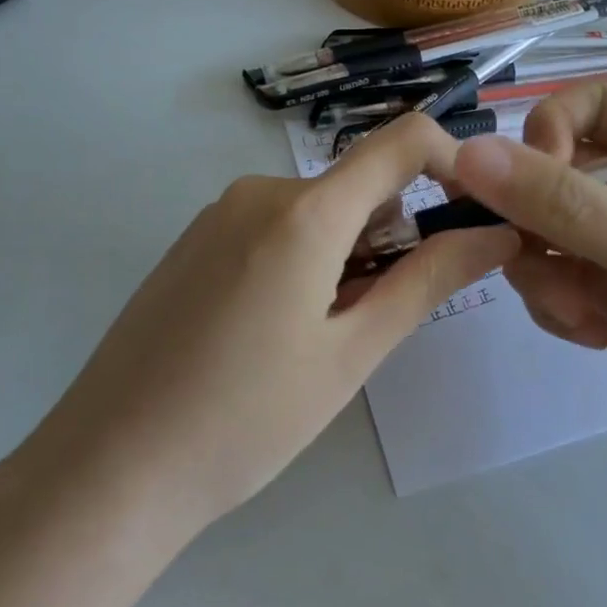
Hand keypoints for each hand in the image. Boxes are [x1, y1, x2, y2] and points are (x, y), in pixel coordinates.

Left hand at [11, 113, 518, 538]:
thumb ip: (427, 282)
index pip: (402, 141)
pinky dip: (302, 262)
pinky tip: (271, 334)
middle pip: (358, 188)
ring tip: (317, 341)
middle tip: (373, 324)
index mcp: (304, 210)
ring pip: (317, 213)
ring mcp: (218, 214)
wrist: (110, 466)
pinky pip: (274, 229)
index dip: (454, 165)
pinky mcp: (193, 242)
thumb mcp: (351, 353)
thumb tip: (496, 234)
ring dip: (346, 258)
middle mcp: (259, 191)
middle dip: (390, 240)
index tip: (473, 220)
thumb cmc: (245, 419)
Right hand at [448, 83, 606, 492]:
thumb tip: (469, 152)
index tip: (520, 184)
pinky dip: (558, 308)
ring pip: (539, 234)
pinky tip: (595, 337)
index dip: (546, 135)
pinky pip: (549, 280)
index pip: (589, 107)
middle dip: (534, 223)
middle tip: (530, 263)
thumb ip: (564, 203)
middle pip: (551, 177)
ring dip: (544, 275)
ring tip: (586, 315)